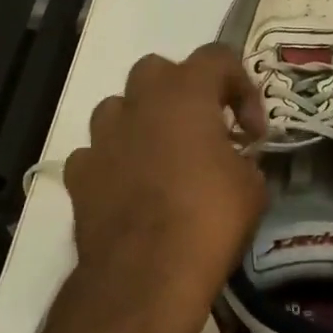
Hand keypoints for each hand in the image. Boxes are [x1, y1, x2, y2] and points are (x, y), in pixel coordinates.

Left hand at [60, 45, 268, 332]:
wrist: (145, 275)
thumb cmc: (209, 219)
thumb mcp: (252, 187)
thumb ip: (244, 158)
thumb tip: (236, 159)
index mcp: (186, 93)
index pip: (218, 57)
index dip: (242, 87)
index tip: (252, 131)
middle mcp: (139, 102)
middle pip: (159, 70)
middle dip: (183, 92)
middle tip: (204, 129)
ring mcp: (102, 136)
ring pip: (120, 107)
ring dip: (143, 121)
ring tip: (163, 156)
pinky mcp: (79, 173)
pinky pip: (98, 152)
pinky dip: (115, 161)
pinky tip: (131, 189)